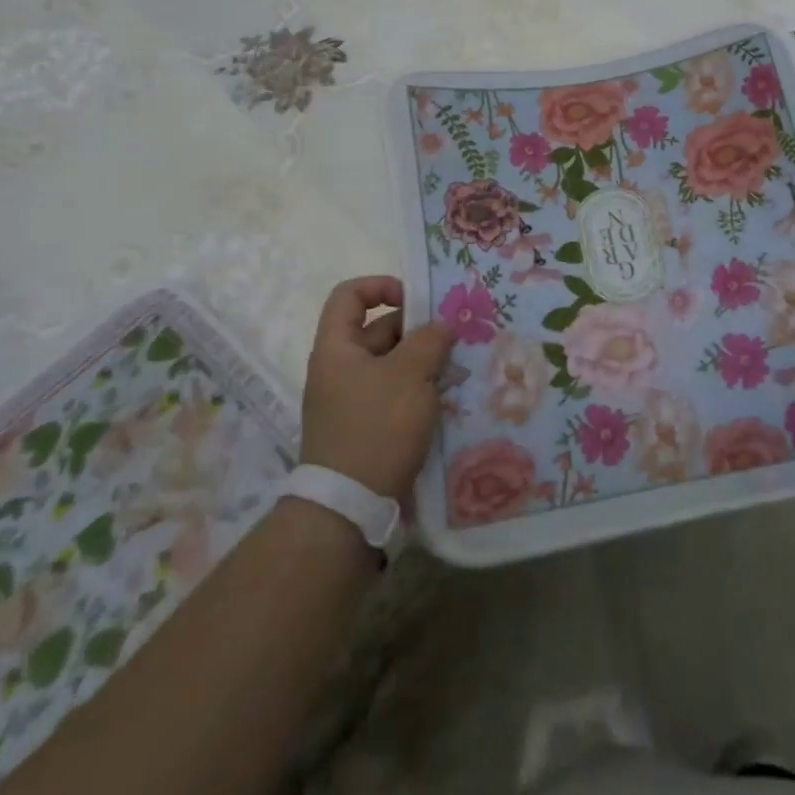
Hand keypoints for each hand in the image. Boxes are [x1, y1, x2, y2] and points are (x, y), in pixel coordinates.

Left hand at [300, 277, 455, 500]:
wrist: (349, 508)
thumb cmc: (376, 428)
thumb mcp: (410, 375)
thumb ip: (430, 341)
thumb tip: (441, 326)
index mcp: (337, 347)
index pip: (349, 295)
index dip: (381, 286)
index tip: (416, 299)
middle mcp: (339, 369)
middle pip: (377, 330)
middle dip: (416, 329)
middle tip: (453, 337)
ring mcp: (350, 401)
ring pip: (391, 365)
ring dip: (422, 362)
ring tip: (458, 368)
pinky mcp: (365, 428)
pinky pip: (393, 394)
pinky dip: (418, 390)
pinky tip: (447, 398)